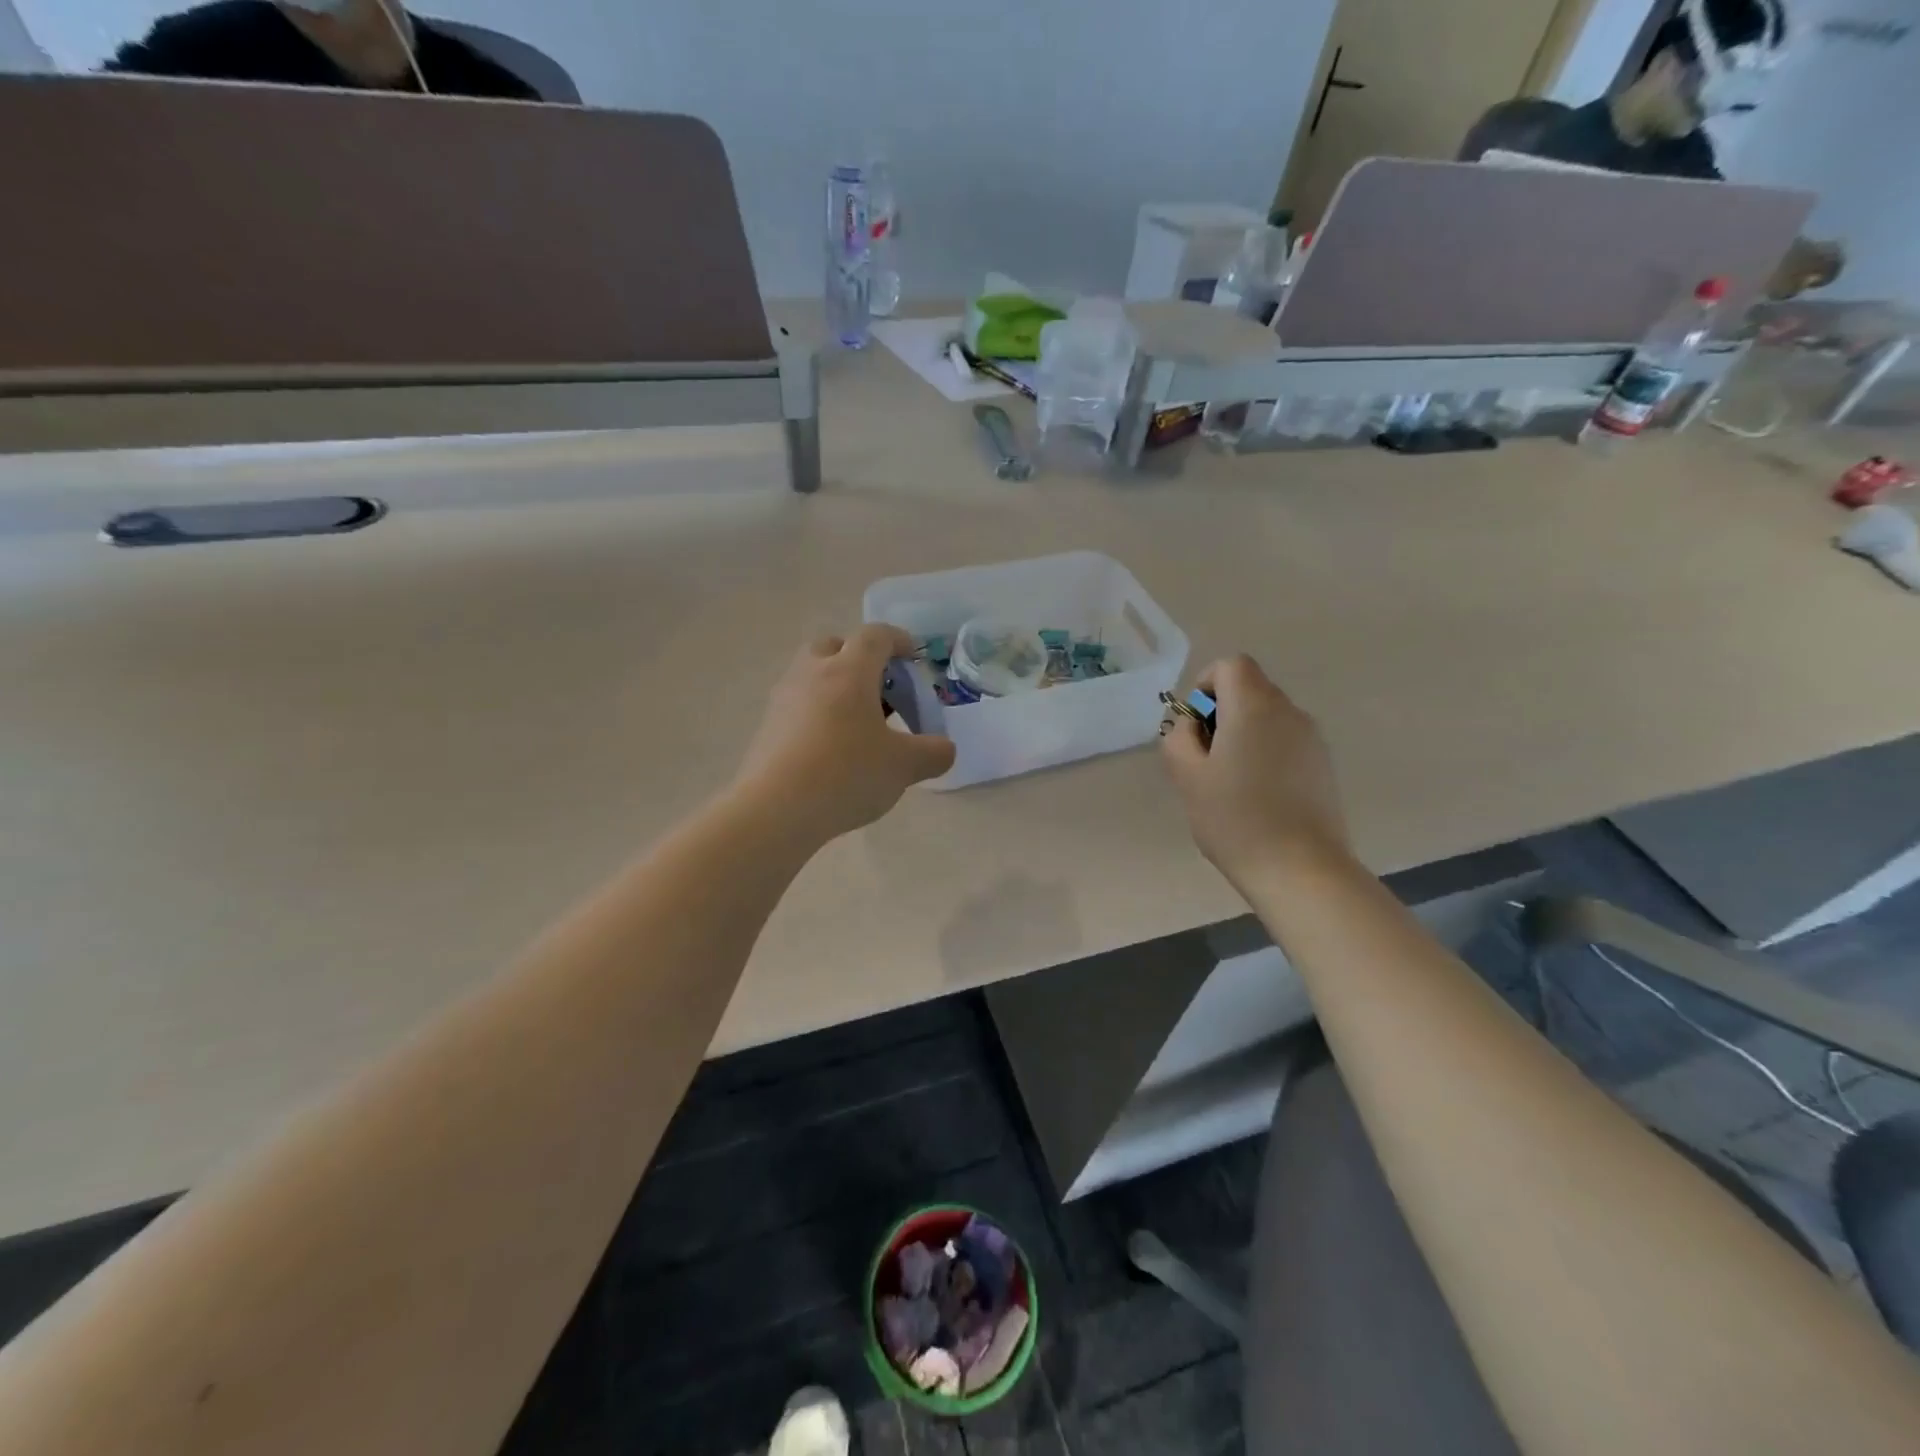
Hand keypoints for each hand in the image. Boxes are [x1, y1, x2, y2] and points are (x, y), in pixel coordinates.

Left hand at [736, 625, 956, 844]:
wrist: (775, 809)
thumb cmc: (847, 774)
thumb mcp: (904, 766)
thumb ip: (933, 753)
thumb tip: (944, 750)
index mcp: (849, 671)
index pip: (875, 636)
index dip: (898, 641)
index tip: (913, 658)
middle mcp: (812, 673)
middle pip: (834, 646)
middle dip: (859, 660)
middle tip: (880, 690)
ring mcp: (783, 699)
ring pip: (811, 676)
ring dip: (835, 687)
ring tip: (858, 724)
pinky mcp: (766, 727)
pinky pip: (797, 706)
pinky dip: (817, 714)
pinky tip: (831, 749)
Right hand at [1160, 655, 1349, 890]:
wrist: (1300, 868)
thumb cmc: (1235, 817)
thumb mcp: (1187, 776)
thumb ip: (1179, 738)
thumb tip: (1191, 725)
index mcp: (1254, 706)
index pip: (1231, 665)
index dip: (1206, 684)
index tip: (1195, 725)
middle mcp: (1289, 712)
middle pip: (1251, 690)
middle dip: (1222, 713)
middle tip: (1204, 759)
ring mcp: (1312, 739)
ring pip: (1269, 718)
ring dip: (1244, 735)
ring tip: (1229, 783)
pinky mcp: (1323, 766)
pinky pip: (1286, 743)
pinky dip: (1266, 754)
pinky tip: (1257, 797)